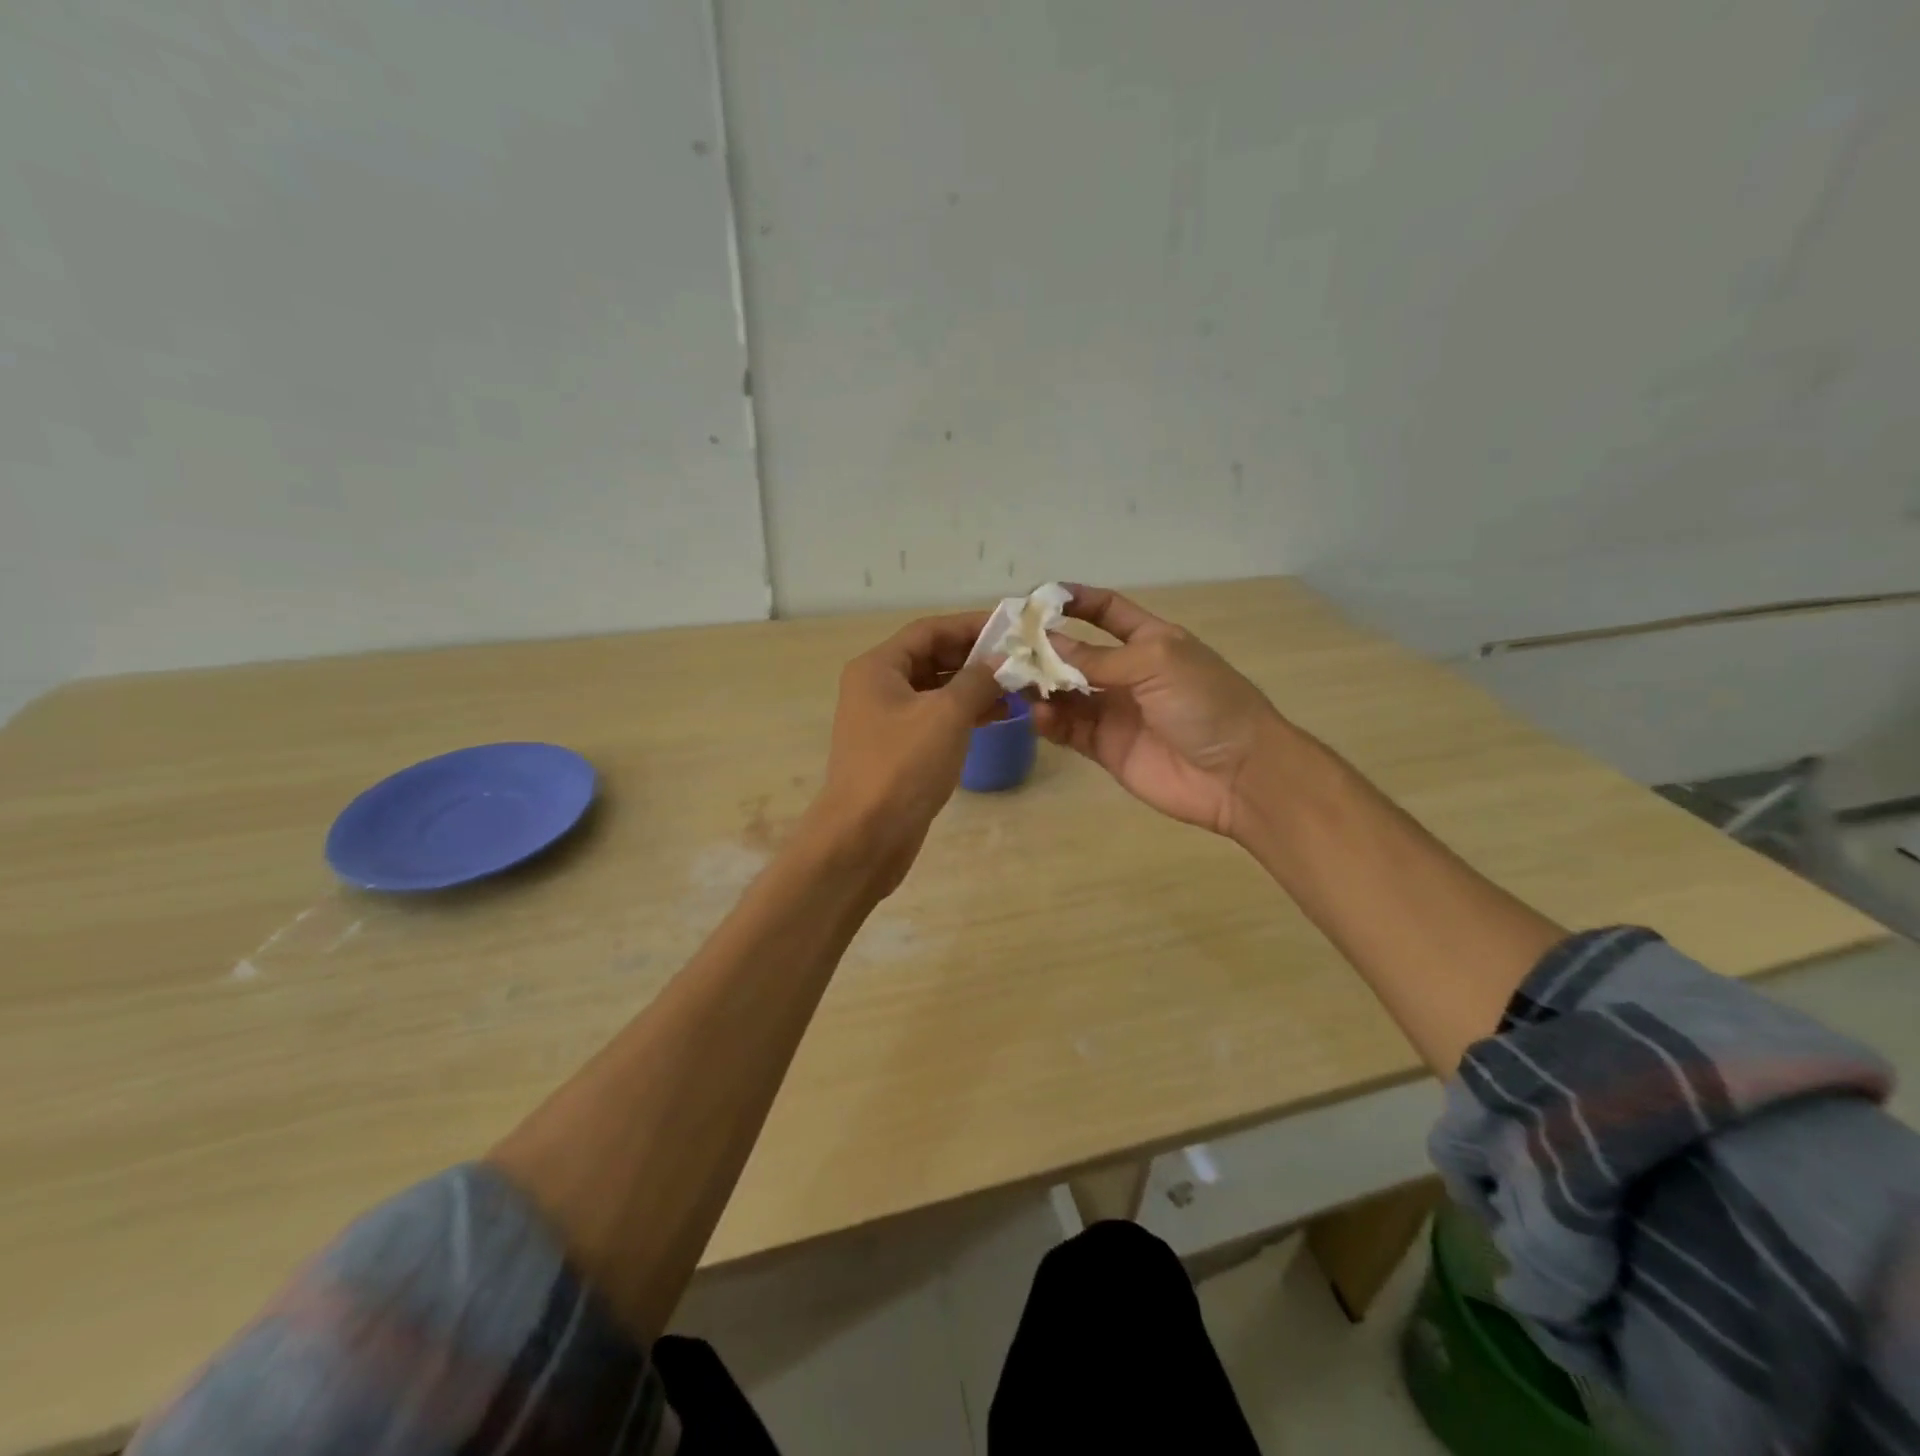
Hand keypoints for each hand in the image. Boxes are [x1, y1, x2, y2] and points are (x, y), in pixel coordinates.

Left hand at [811, 611, 1003, 890]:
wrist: (864, 836)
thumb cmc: (902, 767)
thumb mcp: (946, 716)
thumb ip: (977, 681)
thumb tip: (1001, 661)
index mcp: (878, 667)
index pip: (929, 630)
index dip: (970, 625)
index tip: (1011, 627)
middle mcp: (877, 687)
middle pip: (931, 658)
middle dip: (975, 658)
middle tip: (1020, 659)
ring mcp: (886, 721)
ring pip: (935, 691)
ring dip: (973, 687)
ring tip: (1017, 689)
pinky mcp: (897, 750)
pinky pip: (934, 719)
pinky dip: (963, 715)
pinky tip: (996, 717)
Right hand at [1029, 587, 1283, 836]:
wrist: (1238, 774)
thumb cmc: (1206, 703)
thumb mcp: (1156, 663)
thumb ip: (1099, 657)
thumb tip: (1046, 643)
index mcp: (1150, 641)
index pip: (1106, 612)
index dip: (1075, 601)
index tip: (1036, 598)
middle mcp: (1128, 673)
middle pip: (1076, 654)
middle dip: (1043, 648)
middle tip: (1006, 649)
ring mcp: (1115, 712)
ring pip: (1065, 693)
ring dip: (1041, 686)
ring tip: (1015, 684)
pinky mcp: (1106, 748)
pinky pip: (1069, 729)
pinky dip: (1049, 722)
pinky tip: (1038, 716)